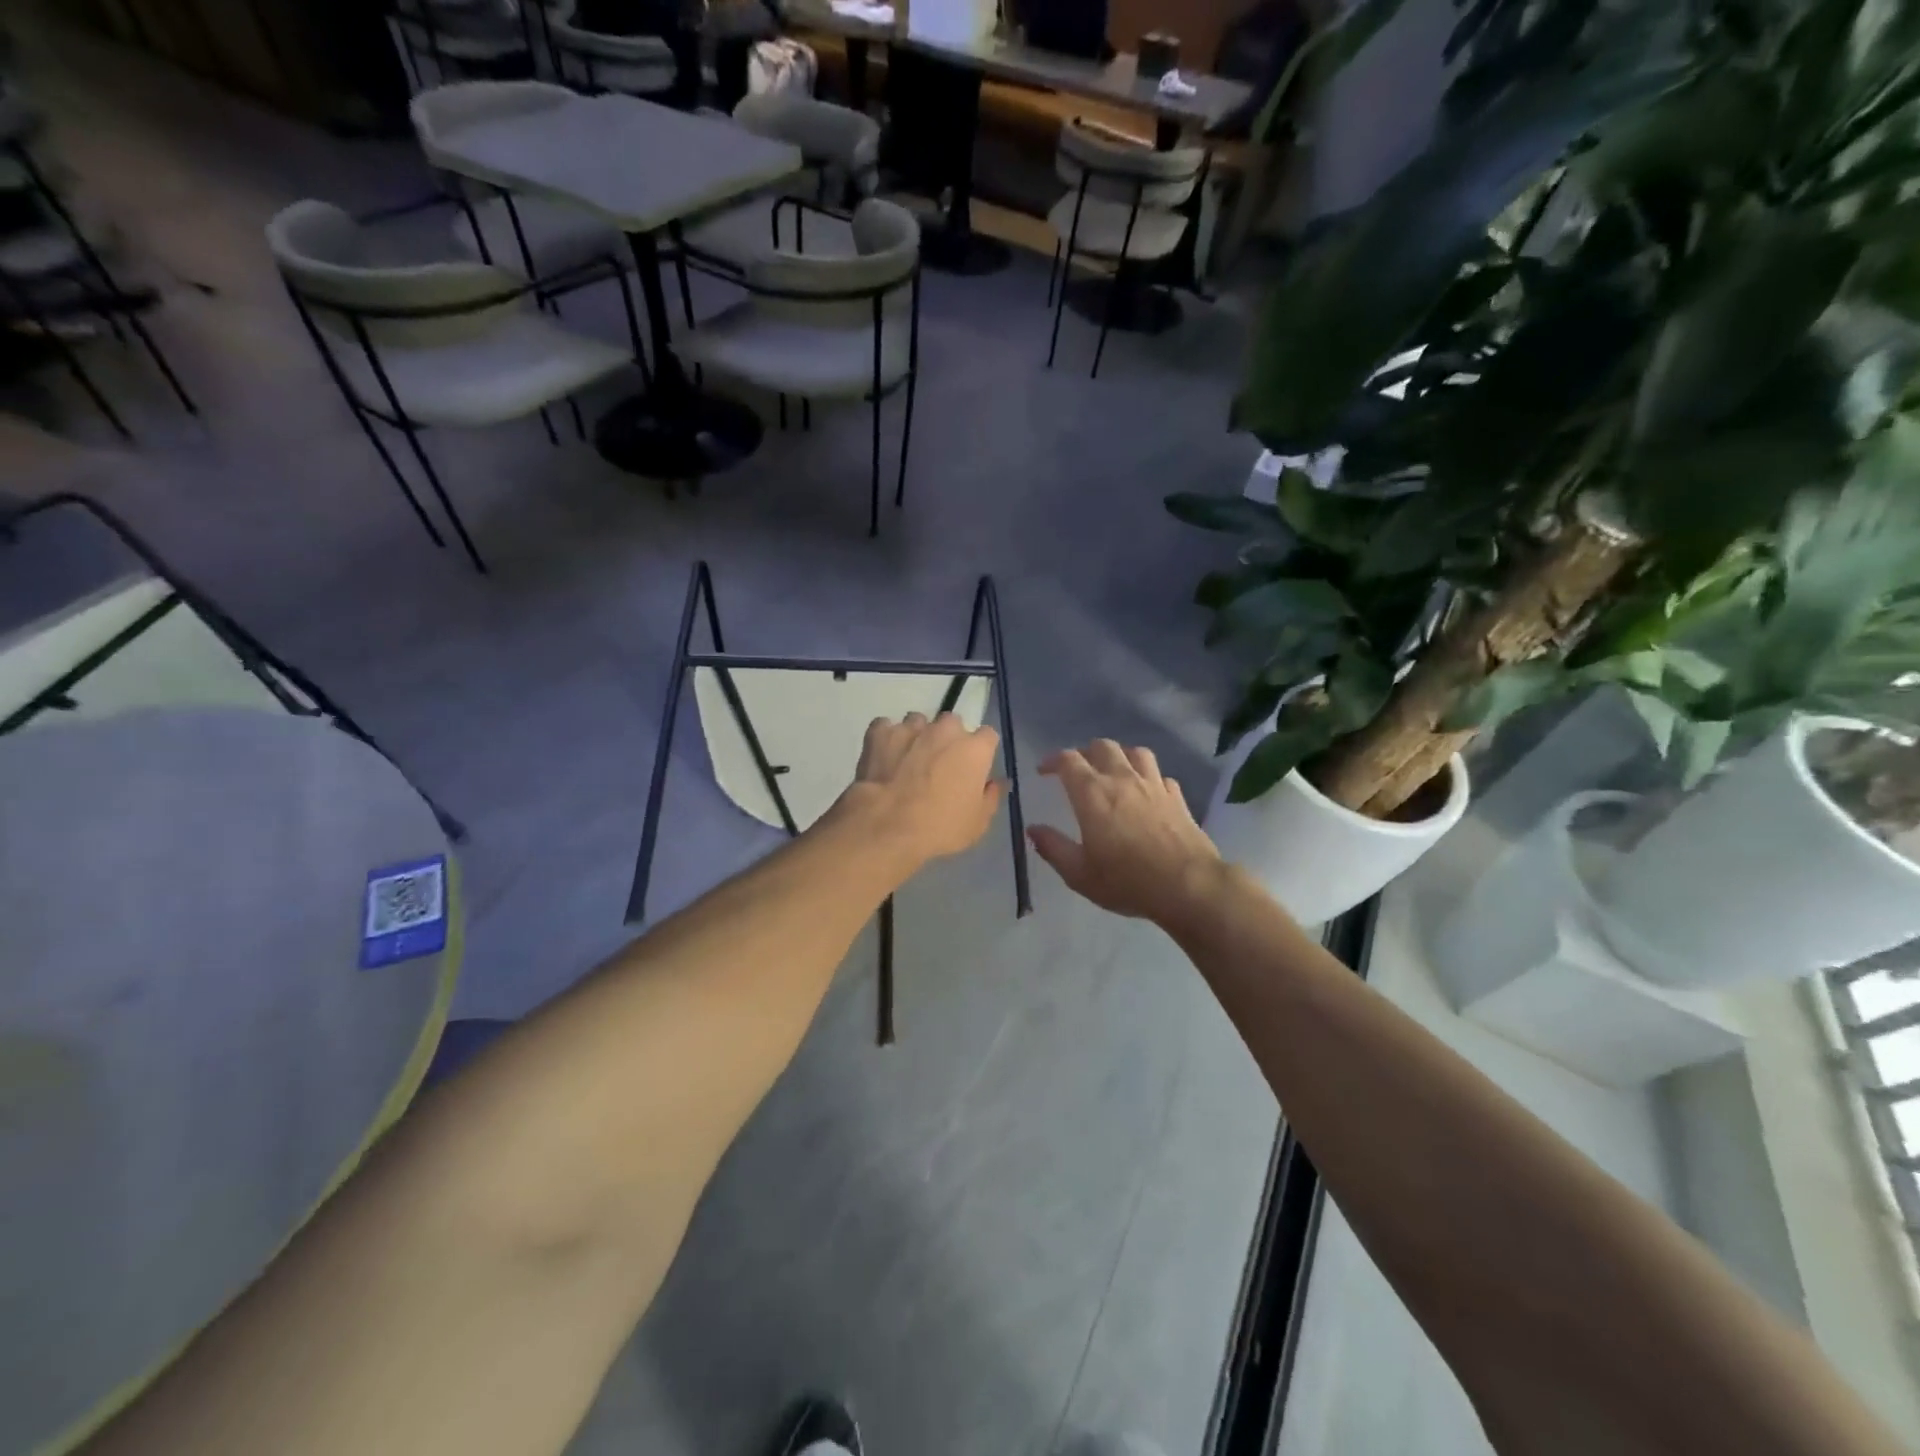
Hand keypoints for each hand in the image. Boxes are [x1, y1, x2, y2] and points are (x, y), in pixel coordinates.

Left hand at [837, 712, 1004, 869]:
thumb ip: (991, 796)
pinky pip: (885, 727)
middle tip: (939, 764)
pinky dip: (886, 738)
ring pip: (918, 722)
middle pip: (952, 724)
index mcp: (974, 749)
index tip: (973, 767)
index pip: (987, 736)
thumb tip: (997, 782)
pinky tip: (883, 756)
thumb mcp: (978, 822)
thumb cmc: (940, 826)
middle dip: (948, 739)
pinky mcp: (881, 733)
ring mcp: (911, 728)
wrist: (888, 824)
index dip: (981, 751)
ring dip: (917, 736)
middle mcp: (945, 730)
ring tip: (908, 760)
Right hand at [1029, 740, 1223, 927]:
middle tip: (1077, 770)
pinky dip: (1148, 777)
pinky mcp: (1177, 797)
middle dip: (1085, 752)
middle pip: (1102, 747)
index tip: (1043, 771)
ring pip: (1135, 752)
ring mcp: (1153, 785)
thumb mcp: (1079, 874)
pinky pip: (1159, 775)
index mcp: (1092, 793)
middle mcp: (1122, 779)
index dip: (1052, 760)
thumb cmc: (1127, 880)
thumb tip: (1033, 829)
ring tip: (1113, 770)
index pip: (1068, 760)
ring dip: (1119, 756)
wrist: (1188, 885)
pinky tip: (1146, 791)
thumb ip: (1053, 847)